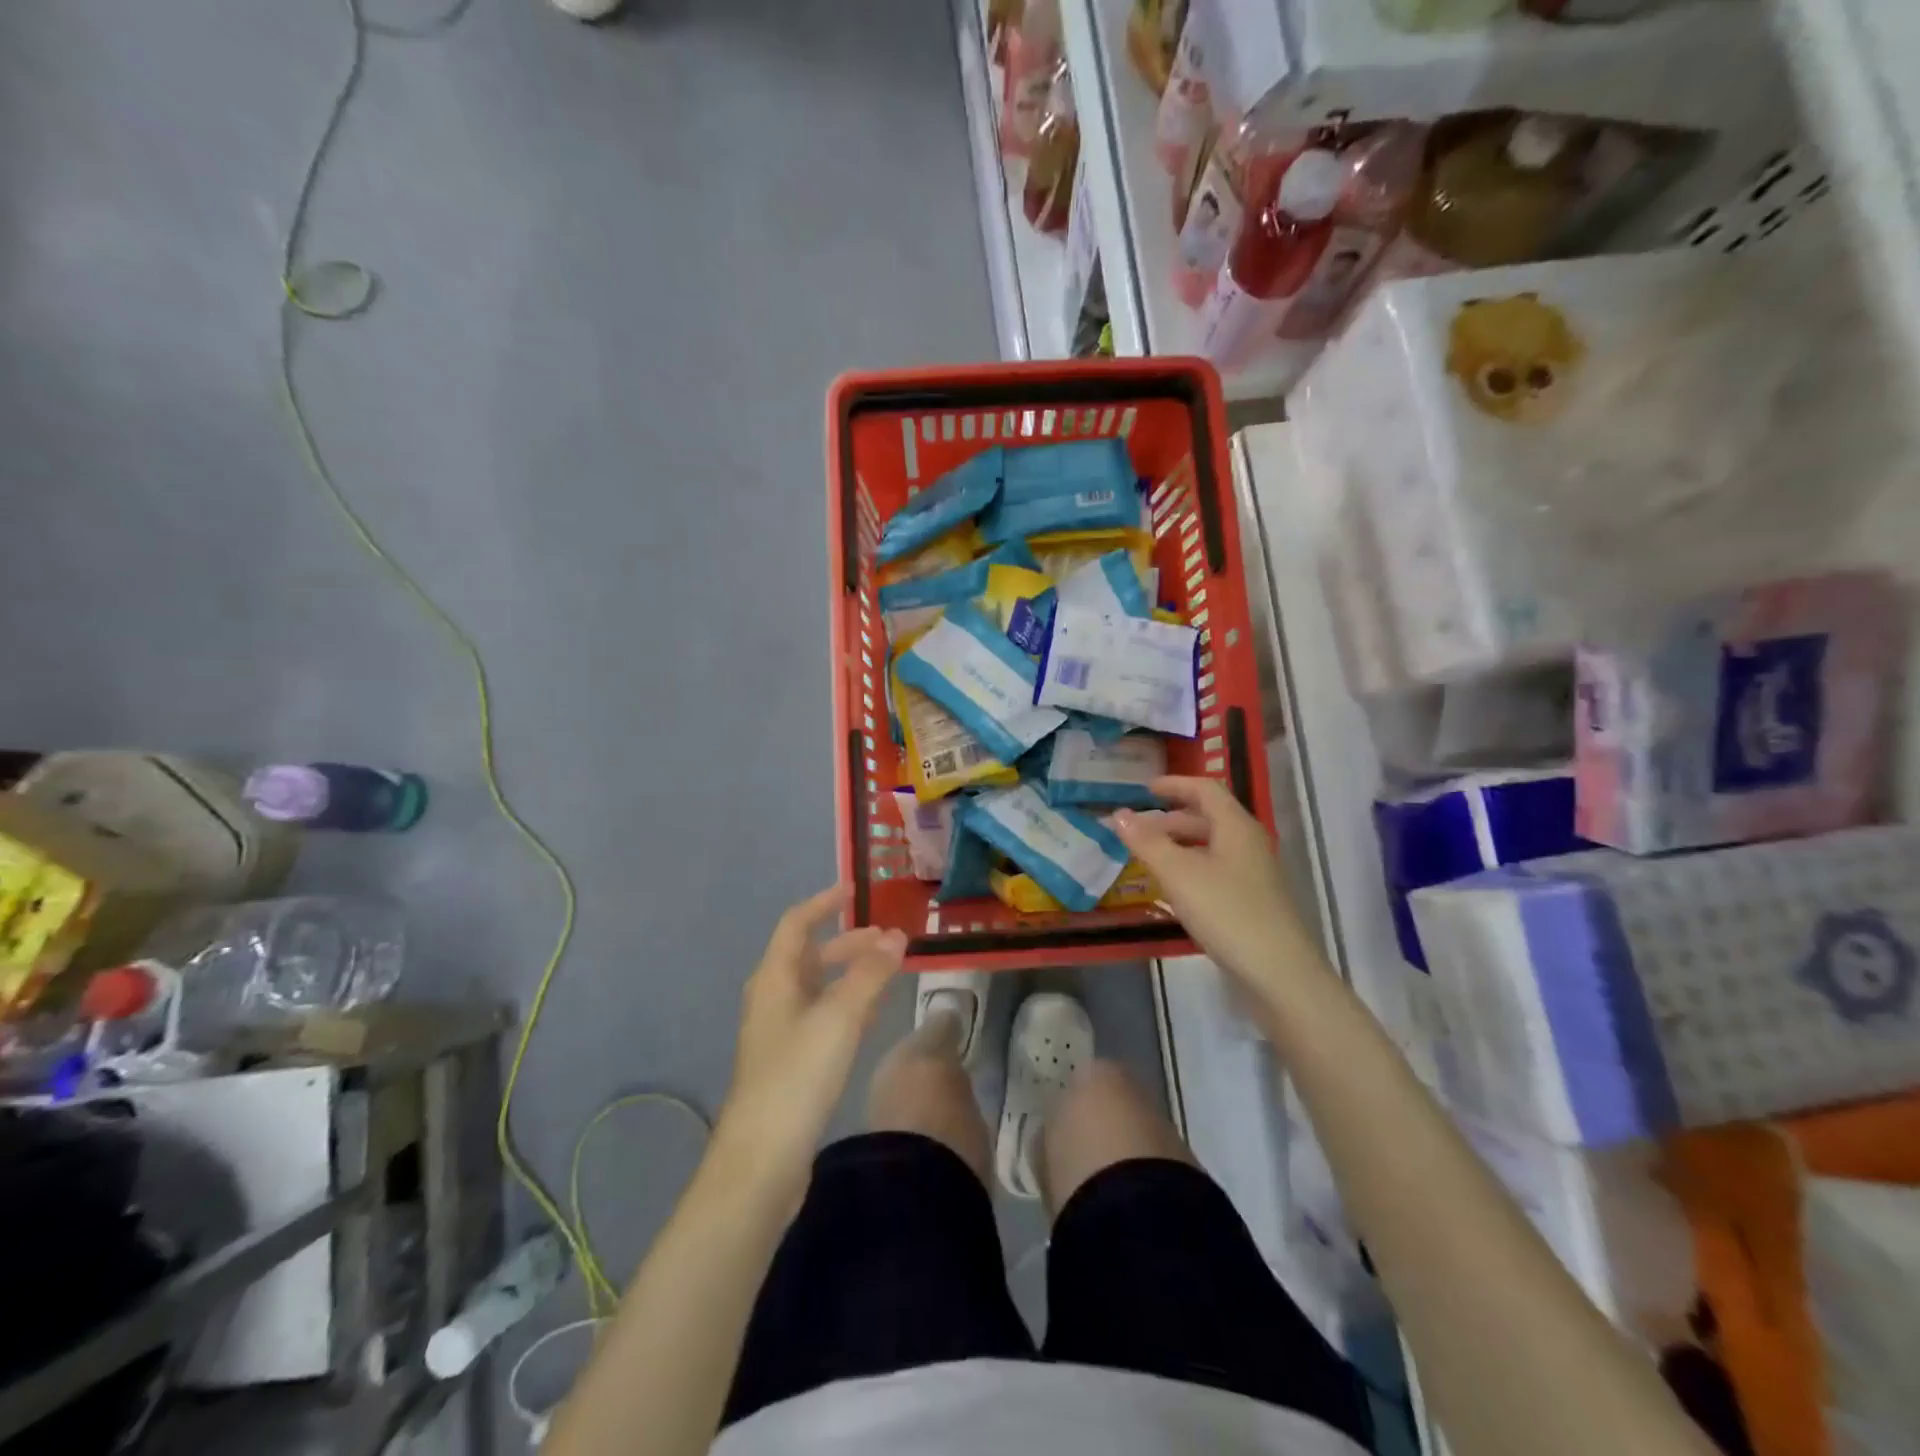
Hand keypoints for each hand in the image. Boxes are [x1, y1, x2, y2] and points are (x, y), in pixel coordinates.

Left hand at [716, 886, 905, 1189]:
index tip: (855, 889)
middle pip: (811, 955)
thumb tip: (897, 936)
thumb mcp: (838, 1018)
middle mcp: (773, 998)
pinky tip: (872, 1012)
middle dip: (849, 942)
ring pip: (819, 986)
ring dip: (851, 972)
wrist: (761, 1159)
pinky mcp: (791, 1061)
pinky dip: (848, 1002)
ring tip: (889, 969)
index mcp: (775, 978)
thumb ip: (870, 974)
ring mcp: (780, 1031)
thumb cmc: (797, 1076)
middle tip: (890, 939)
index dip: (824, 903)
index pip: (797, 923)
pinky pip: (823, 1014)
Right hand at [1112, 777, 1318, 989]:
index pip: (1205, 789)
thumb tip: (1118, 814)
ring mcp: (1254, 872)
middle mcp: (1249, 842)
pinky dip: (1191, 866)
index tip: (1144, 790)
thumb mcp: (1178, 874)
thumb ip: (1146, 842)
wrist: (1278, 972)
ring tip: (1149, 857)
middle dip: (1171, 818)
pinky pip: (1217, 868)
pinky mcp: (1253, 898)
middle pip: (1208, 816)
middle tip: (1138, 829)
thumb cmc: (1226, 912)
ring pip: (1212, 844)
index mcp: (1236, 826)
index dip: (1174, 784)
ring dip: (1179, 843)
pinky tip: (1174, 888)